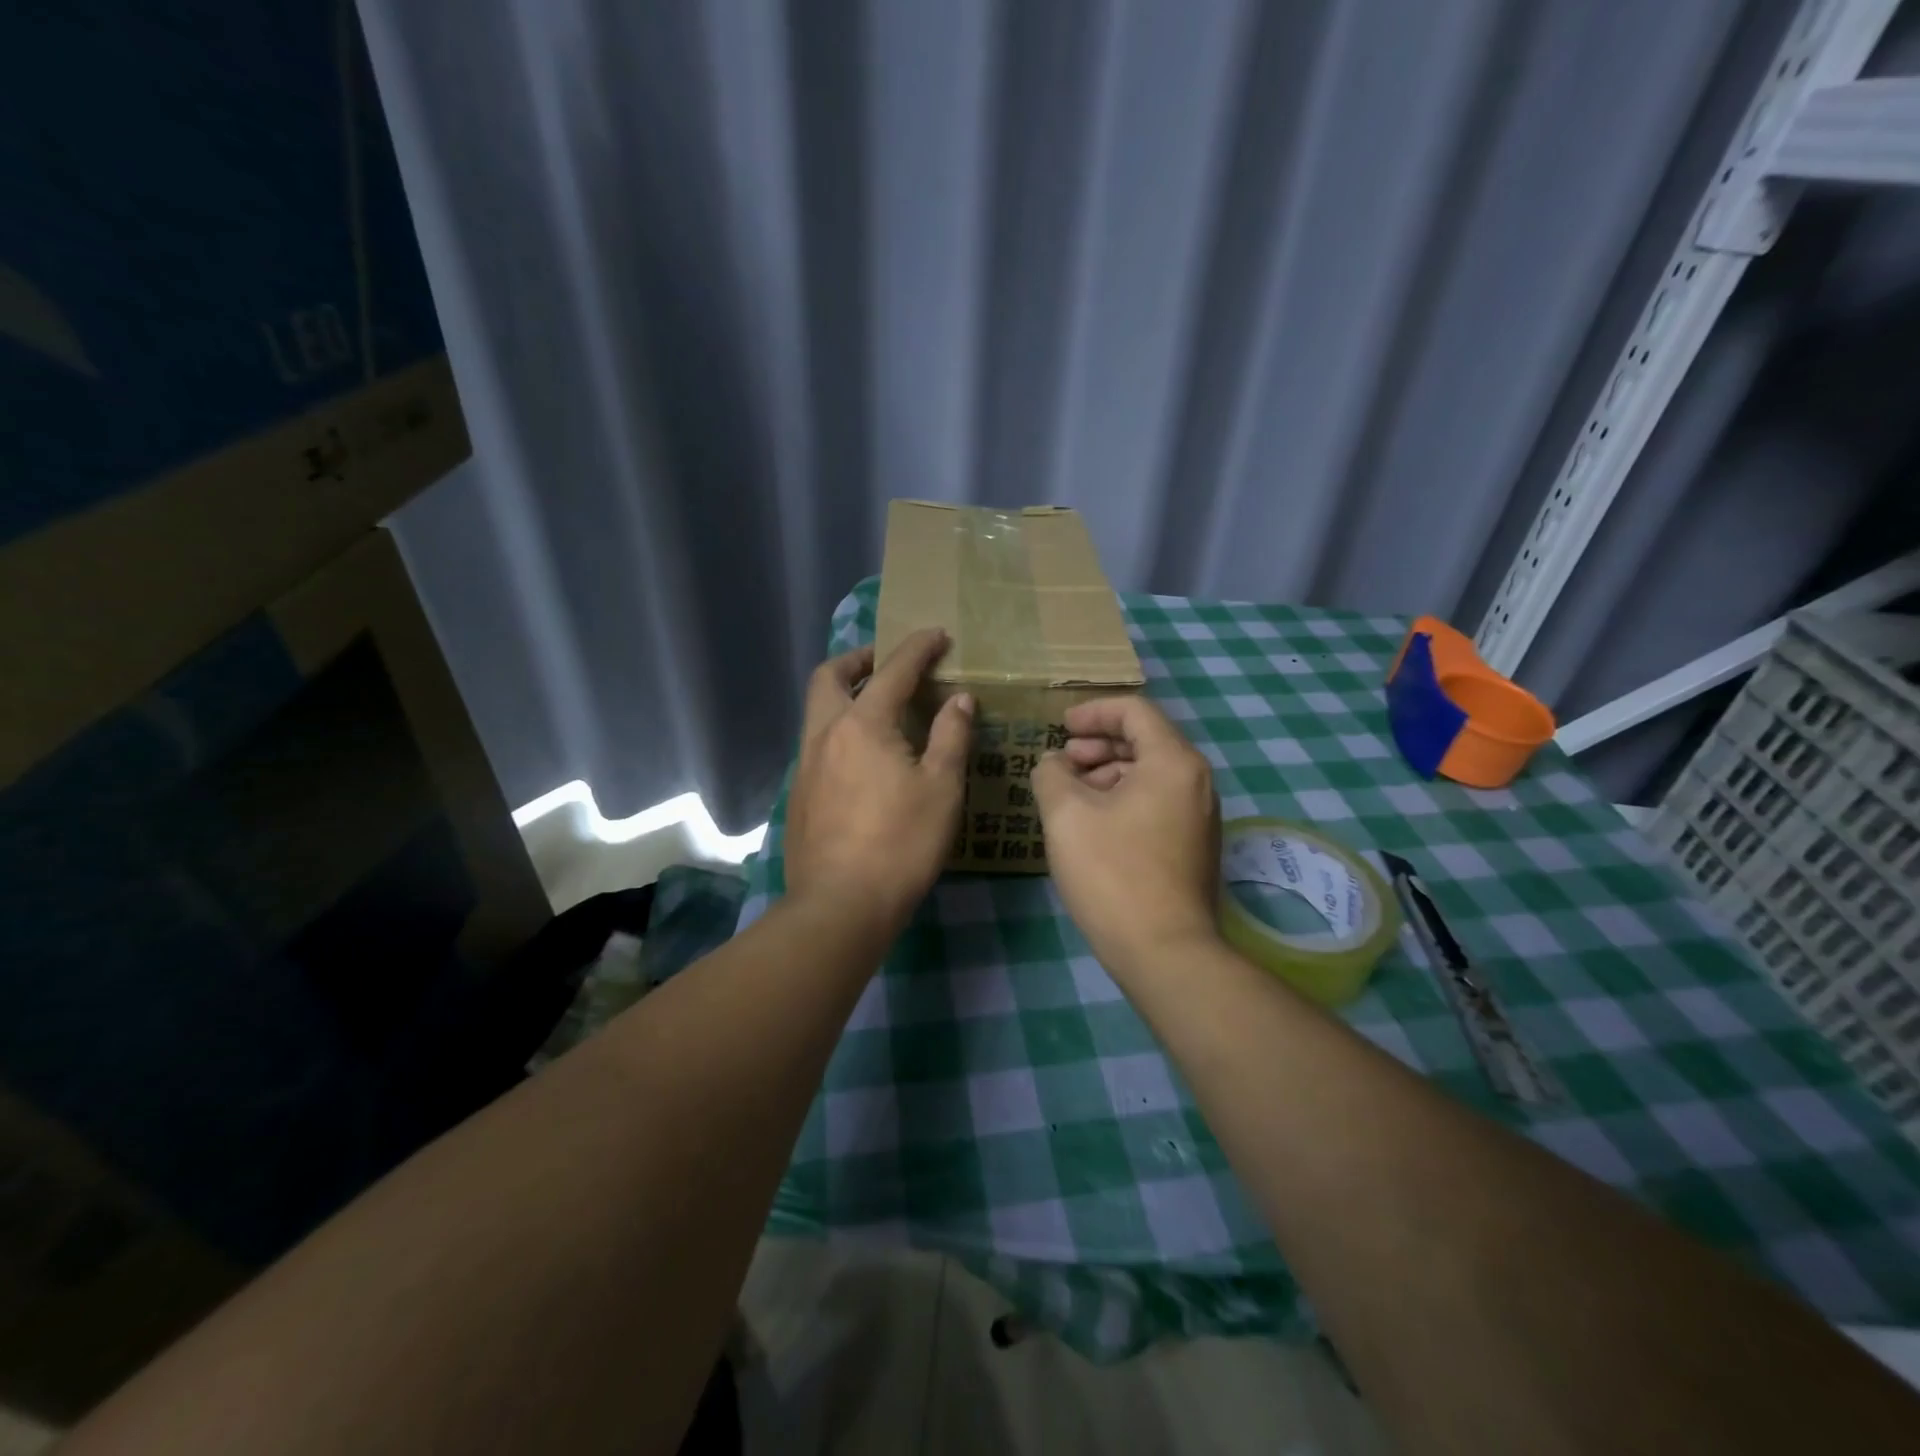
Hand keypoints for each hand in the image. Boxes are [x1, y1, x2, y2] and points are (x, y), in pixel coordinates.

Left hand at [784, 628, 973, 935]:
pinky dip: (838, 728)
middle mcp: (825, 734)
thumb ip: (951, 735)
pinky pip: (817, 742)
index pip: (893, 671)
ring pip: (817, 710)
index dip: (917, 648)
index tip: (937, 634)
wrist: (841, 905)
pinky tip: (862, 757)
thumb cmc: (901, 843)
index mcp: (862, 724)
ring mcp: (805, 764)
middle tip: (887, 662)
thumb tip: (959, 699)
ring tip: (877, 705)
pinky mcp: (798, 794)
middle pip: (829, 676)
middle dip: (858, 658)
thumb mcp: (941, 787)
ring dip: (844, 693)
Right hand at [1030, 695, 1221, 981]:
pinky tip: (1094, 824)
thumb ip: (1052, 774)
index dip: (1093, 712)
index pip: (1134, 711)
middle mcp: (1196, 781)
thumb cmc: (1113, 873)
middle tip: (1062, 761)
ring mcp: (1200, 817)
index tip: (1060, 727)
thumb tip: (1054, 763)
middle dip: (1098, 744)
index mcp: (1173, 762)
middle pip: (1145, 741)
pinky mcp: (1194, 847)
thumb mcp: (1067, 815)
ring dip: (1108, 774)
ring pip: (1150, 775)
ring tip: (1071, 794)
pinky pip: (1158, 803)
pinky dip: (1124, 799)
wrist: (1165, 952)